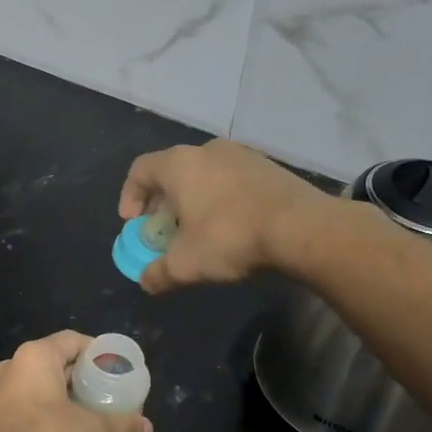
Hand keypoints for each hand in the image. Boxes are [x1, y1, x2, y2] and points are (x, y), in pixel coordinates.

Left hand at [0, 331, 153, 431]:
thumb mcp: (88, 431)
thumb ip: (120, 426)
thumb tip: (148, 428)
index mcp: (36, 355)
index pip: (73, 340)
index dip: (96, 352)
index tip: (114, 369)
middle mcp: (13, 363)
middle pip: (55, 360)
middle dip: (80, 375)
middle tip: (104, 392)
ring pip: (37, 381)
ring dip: (59, 393)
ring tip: (83, 411)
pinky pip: (22, 400)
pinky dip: (41, 408)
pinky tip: (55, 429)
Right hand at [118, 140, 327, 292]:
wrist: (303, 228)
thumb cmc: (230, 237)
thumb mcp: (186, 264)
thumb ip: (158, 273)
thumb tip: (146, 281)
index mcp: (179, 164)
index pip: (140, 170)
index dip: (129, 197)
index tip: (133, 224)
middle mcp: (207, 150)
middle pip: (171, 172)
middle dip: (162, 203)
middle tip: (164, 231)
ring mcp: (242, 155)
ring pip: (203, 175)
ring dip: (193, 201)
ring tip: (198, 230)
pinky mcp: (268, 167)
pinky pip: (231, 180)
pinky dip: (221, 199)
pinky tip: (231, 226)